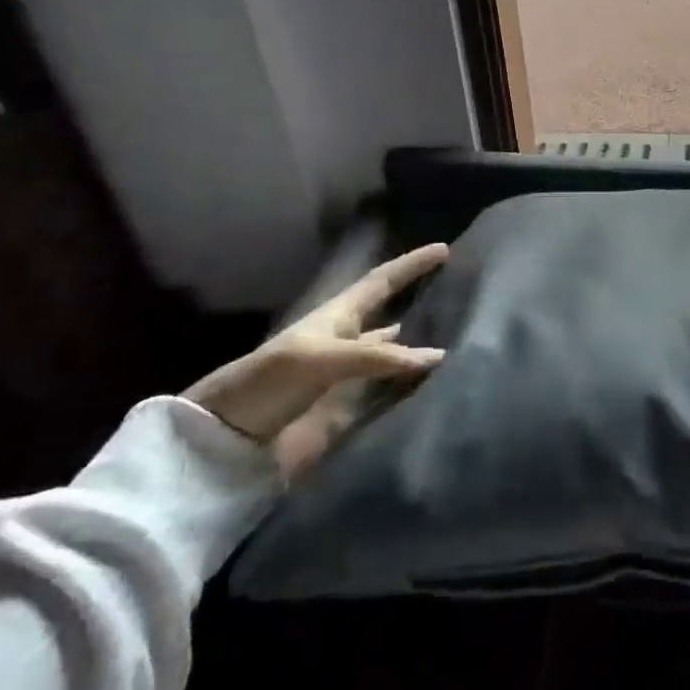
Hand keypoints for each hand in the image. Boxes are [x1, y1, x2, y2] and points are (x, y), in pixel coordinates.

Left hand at [182, 244, 447, 478]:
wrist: (227, 439)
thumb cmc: (269, 383)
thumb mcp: (321, 359)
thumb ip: (380, 356)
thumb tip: (439, 354)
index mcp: (337, 317)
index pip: (381, 282)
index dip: (410, 265)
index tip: (444, 249)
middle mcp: (348, 341)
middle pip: (392, 314)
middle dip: (422, 300)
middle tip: (462, 295)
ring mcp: (349, 376)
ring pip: (395, 353)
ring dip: (422, 346)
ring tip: (462, 340)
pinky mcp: (350, 408)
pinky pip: (392, 390)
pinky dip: (415, 385)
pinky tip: (438, 384)